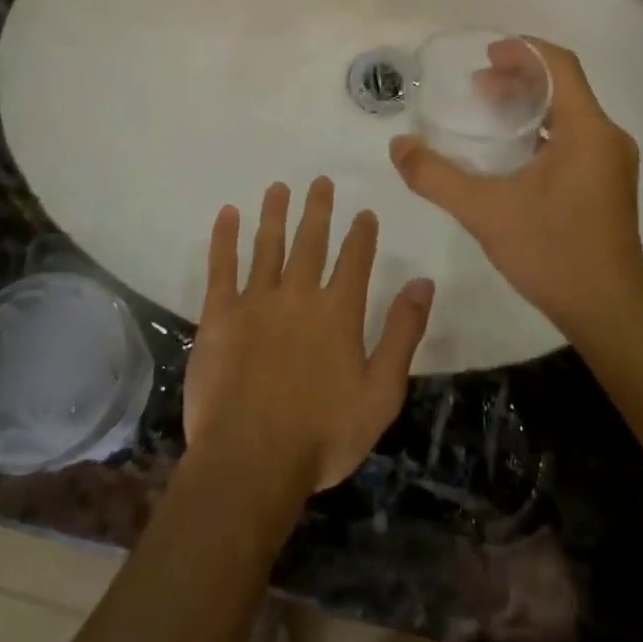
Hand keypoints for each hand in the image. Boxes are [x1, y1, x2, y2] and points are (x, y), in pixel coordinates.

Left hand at [183, 178, 434, 495]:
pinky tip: (227, 214)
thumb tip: (422, 282)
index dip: (361, 234)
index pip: (355, 259)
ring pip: (267, 245)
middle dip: (317, 209)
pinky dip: (224, 238)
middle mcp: (299, 295)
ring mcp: (256, 301)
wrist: (250, 461)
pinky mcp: (219, 315)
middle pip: (310, 241)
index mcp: (339, 312)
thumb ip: (403, 334)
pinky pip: (221, 267)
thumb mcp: (381, 393)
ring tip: (278, 186)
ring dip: (274, 213)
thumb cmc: (322, 435)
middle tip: (320, 181)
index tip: (364, 213)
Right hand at [390, 38, 642, 337]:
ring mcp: (613, 162)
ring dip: (530, 104)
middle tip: (478, 86)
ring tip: (489, 112)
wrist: (608, 312)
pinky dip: (543, 129)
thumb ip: (436, 176)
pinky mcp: (610, 182)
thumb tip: (397, 145)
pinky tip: (514, 152)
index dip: (522, 51)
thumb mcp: (485, 211)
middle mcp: (608, 137)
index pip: (560, 65)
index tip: (486, 55)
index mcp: (588, 130)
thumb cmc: (551, 253)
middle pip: (564, 86)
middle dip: (520, 77)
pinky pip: (576, 136)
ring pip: (571, 112)